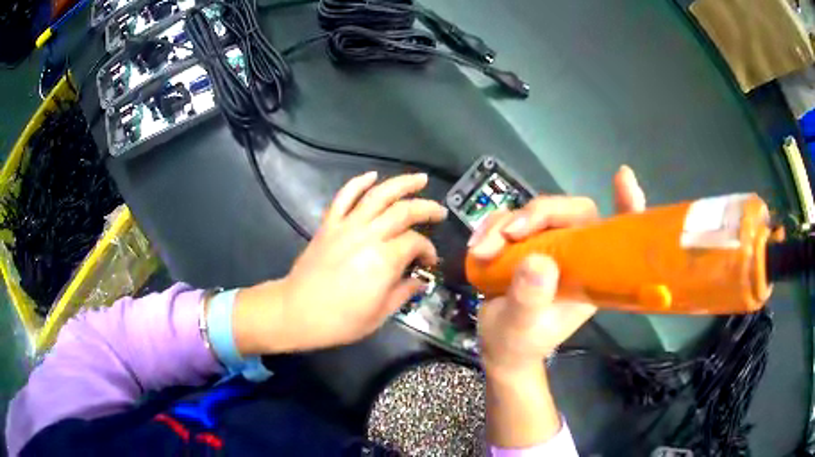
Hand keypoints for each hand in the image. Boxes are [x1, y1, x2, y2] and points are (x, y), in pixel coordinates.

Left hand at [234, 172, 447, 354]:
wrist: (297, 312)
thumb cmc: (341, 320)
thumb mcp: (380, 314)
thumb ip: (404, 292)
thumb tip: (420, 281)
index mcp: (384, 260)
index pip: (416, 242)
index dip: (428, 250)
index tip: (429, 262)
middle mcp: (368, 236)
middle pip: (404, 211)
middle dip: (426, 208)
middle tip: (440, 212)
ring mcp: (347, 227)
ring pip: (378, 195)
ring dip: (401, 184)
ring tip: (420, 179)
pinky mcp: (329, 225)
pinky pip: (344, 197)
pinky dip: (358, 183)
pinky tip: (372, 175)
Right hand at [472, 165, 646, 377]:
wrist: (499, 346)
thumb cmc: (520, 342)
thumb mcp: (522, 328)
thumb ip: (530, 300)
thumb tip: (537, 261)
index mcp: (592, 274)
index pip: (617, 233)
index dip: (625, 204)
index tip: (622, 177)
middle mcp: (577, 253)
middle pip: (570, 211)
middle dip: (539, 214)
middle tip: (509, 233)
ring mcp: (552, 245)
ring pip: (537, 212)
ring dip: (506, 223)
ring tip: (482, 250)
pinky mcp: (527, 243)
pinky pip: (512, 218)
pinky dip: (492, 226)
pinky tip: (477, 245)